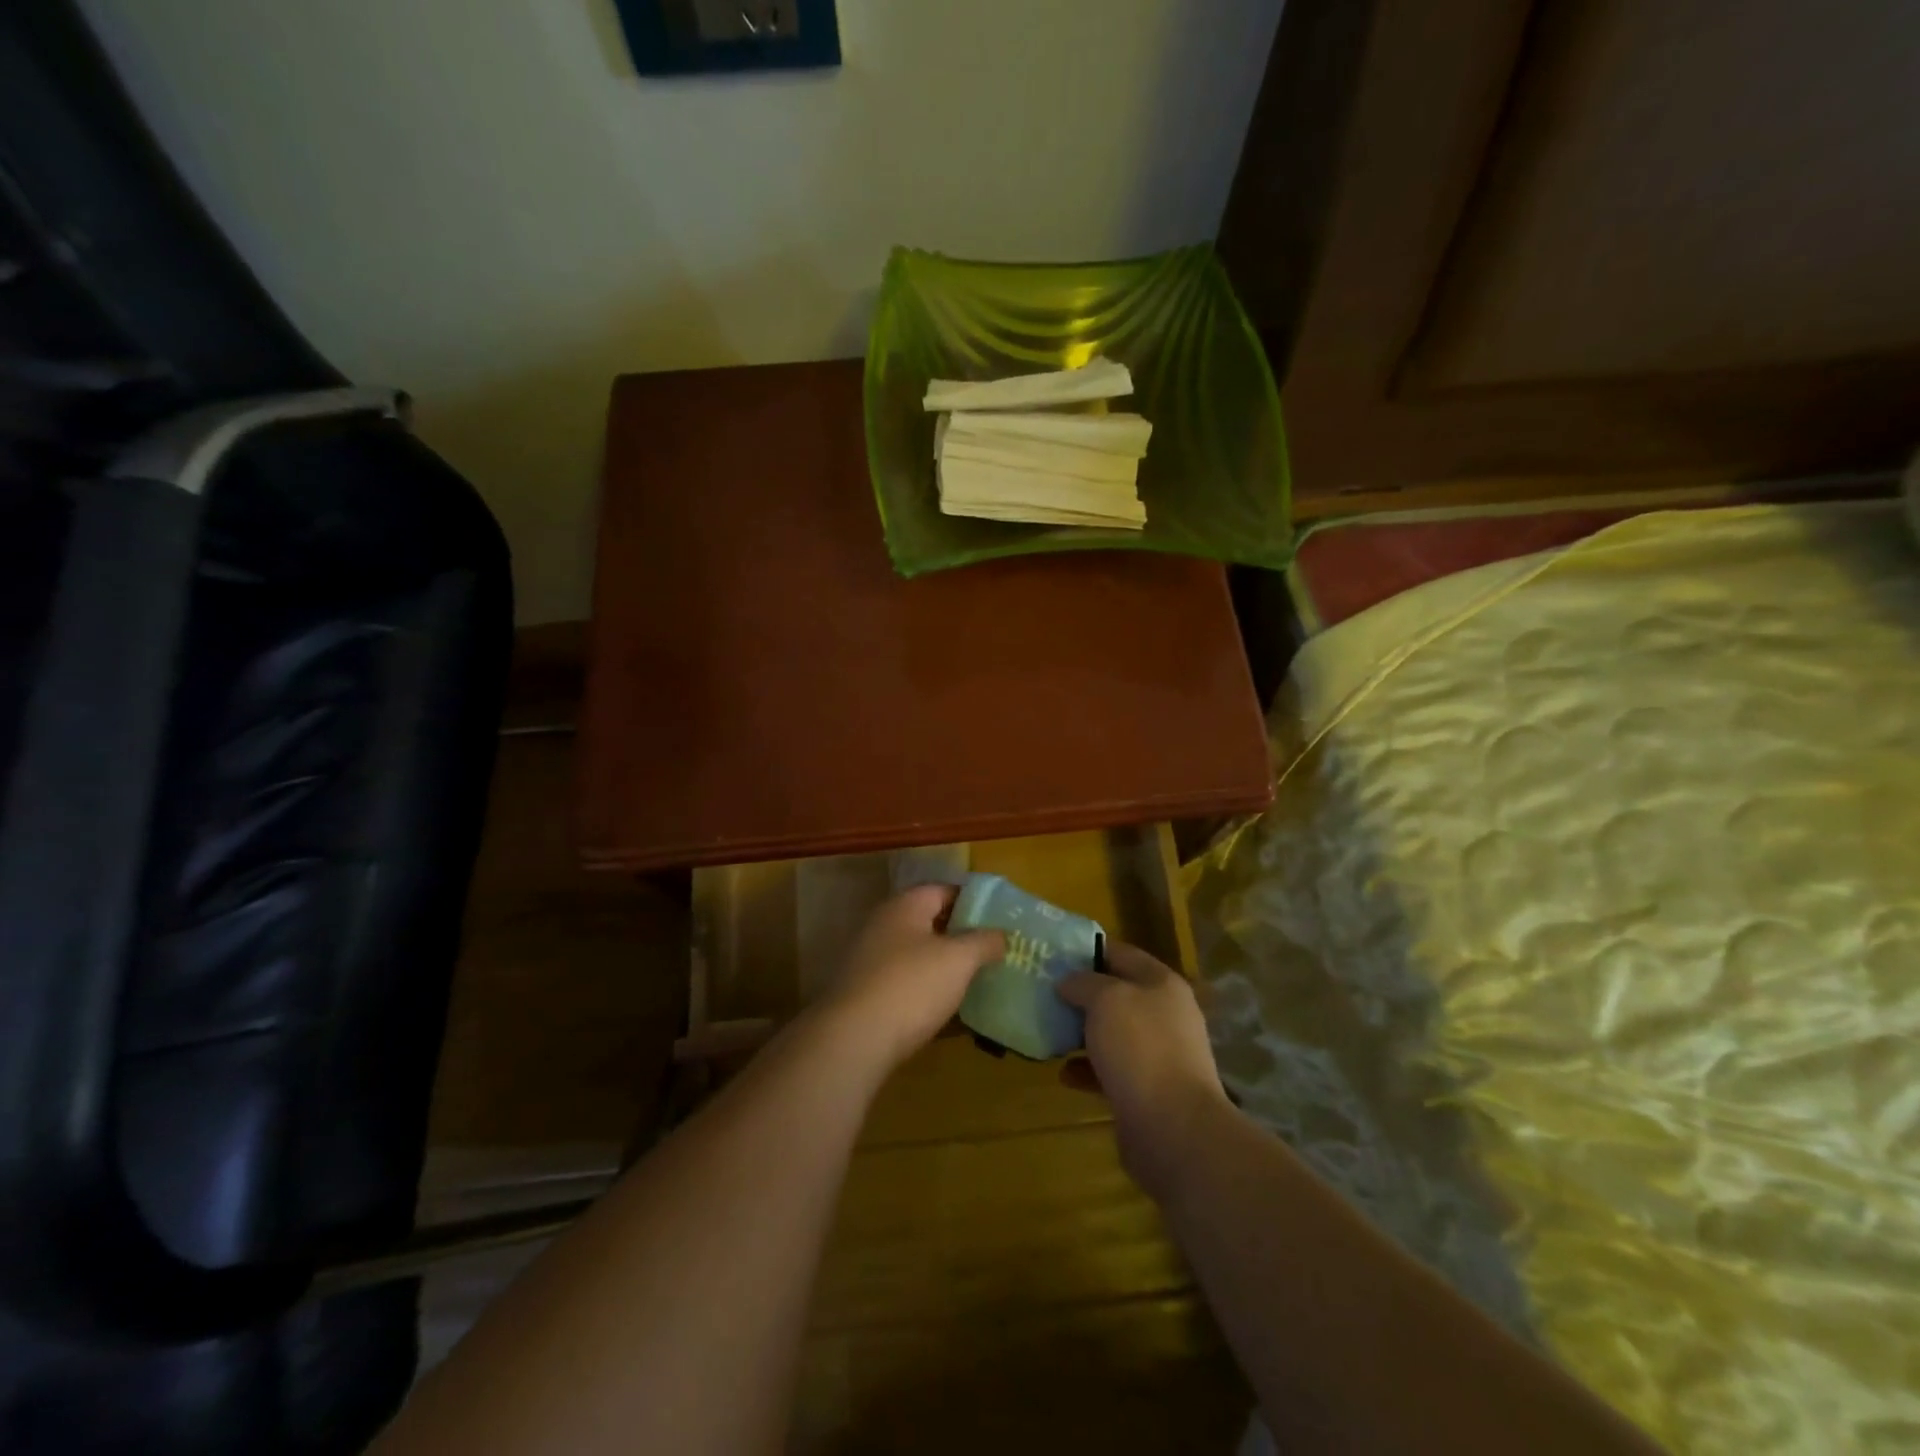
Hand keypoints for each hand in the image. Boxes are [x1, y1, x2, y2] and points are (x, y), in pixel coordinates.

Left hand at [812, 885, 1004, 1076]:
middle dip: (961, 933)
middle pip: (929, 920)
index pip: (944, 890)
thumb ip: (984, 941)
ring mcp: (870, 958)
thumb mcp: (959, 959)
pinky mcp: (865, 992)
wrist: (853, 1040)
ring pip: (917, 952)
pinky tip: (946, 1004)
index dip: (974, 901)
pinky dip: (926, 987)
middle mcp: (883, 924)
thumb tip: (1002, 934)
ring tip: (976, 977)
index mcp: (905, 905)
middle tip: (994, 949)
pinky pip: (904, 980)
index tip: (1001, 919)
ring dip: (944, 963)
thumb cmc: (911, 986)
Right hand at [1057, 943, 1229, 1200]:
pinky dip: (1087, 1070)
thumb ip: (1083, 983)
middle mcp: (1164, 1014)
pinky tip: (1063, 1074)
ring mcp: (1158, 1054)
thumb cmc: (1140, 1048)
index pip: (1121, 953)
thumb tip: (1067, 982)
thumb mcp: (1105, 1000)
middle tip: (1043, 993)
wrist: (1174, 1128)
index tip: (1053, 954)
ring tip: (1049, 1031)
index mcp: (1161, 983)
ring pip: (1112, 1033)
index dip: (1087, 950)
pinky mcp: (1147, 1090)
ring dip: (1081, 1033)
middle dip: (1080, 994)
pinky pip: (1110, 1070)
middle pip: (1116, 994)